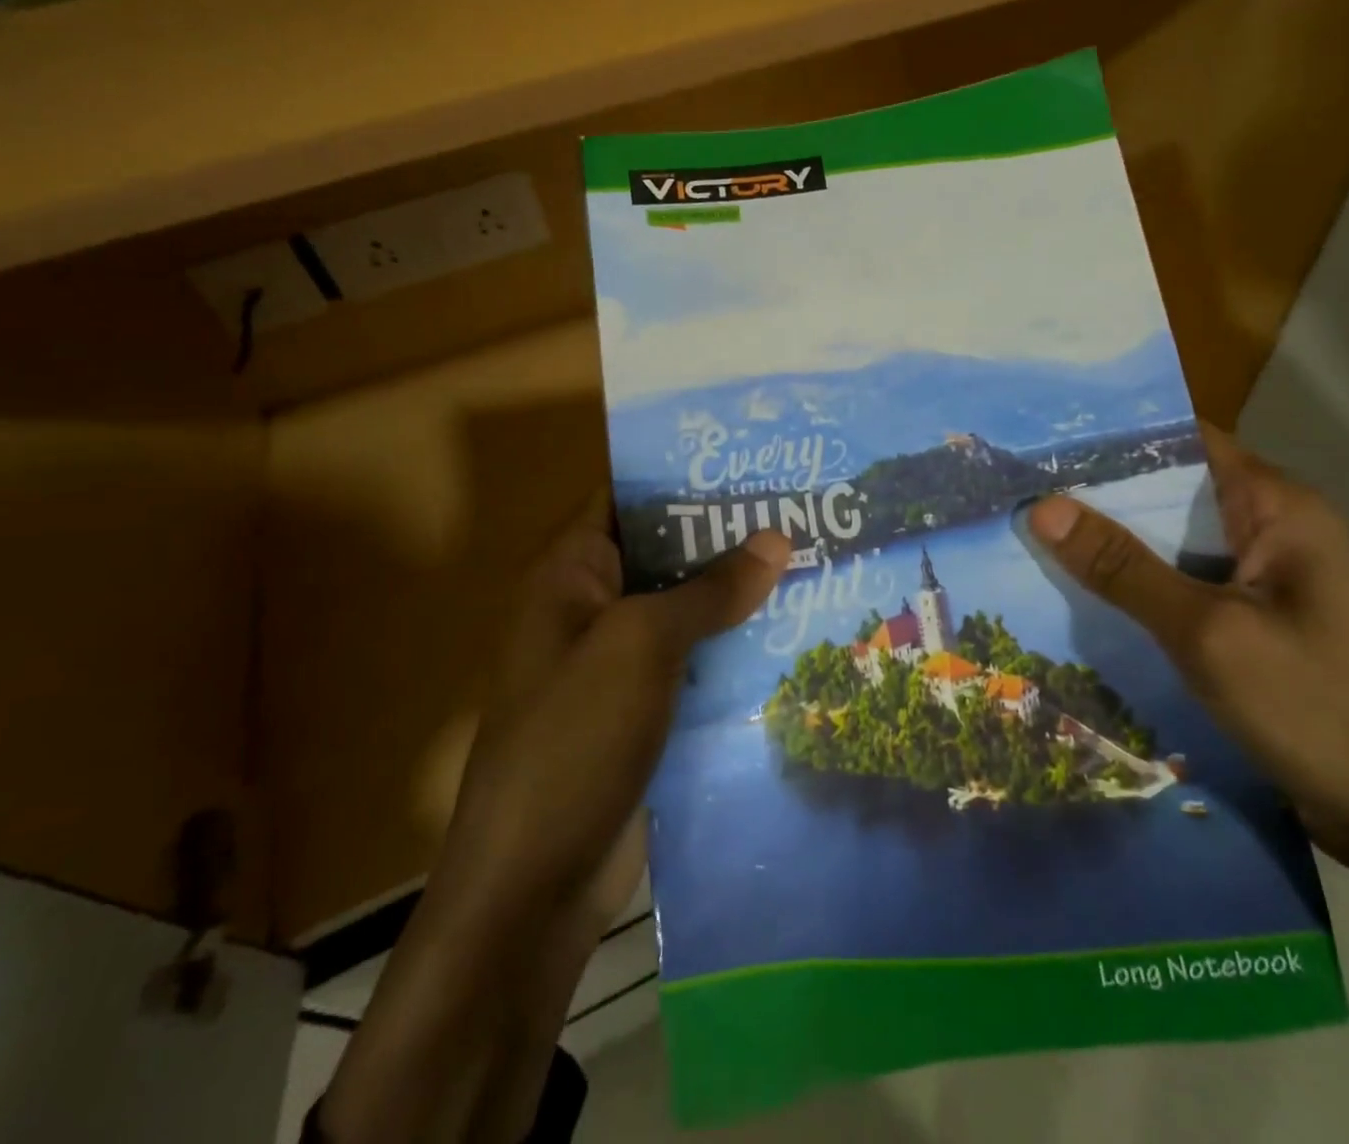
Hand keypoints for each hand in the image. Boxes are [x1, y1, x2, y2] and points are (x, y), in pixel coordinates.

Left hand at [321, 503, 787, 1143]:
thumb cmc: (575, 740)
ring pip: (686, 609)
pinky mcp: (645, 709)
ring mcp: (619, 663)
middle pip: (665, 552)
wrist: (534, 885)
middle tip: (802, 511)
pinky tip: (794, 634)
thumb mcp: (642, 645)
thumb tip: (776, 537)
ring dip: (739, 594)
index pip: (626, 496)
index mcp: (571, 574)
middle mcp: (592, 607)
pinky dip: (736, 646)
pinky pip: (696, 661)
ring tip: (814, 563)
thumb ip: (710, 589)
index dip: (682, 476)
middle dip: (726, 536)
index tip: (751, 463)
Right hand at [1027, 428, 1348, 883]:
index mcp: (1278, 508)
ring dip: (1111, 546)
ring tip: (1025, 535)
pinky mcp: (1254, 631)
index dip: (1115, 437)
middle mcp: (1271, 533)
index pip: (1186, 442)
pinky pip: (1181, 593)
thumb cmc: (1325, 709)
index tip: (1040, 440)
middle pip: (1172, 494)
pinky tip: (1075, 597)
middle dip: (1097, 494)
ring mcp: (1263, 585)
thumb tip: (1041, 506)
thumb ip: (1124, 567)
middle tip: (1015, 490)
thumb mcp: (1209, 632)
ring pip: (1171, 547)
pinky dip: (1134, 591)